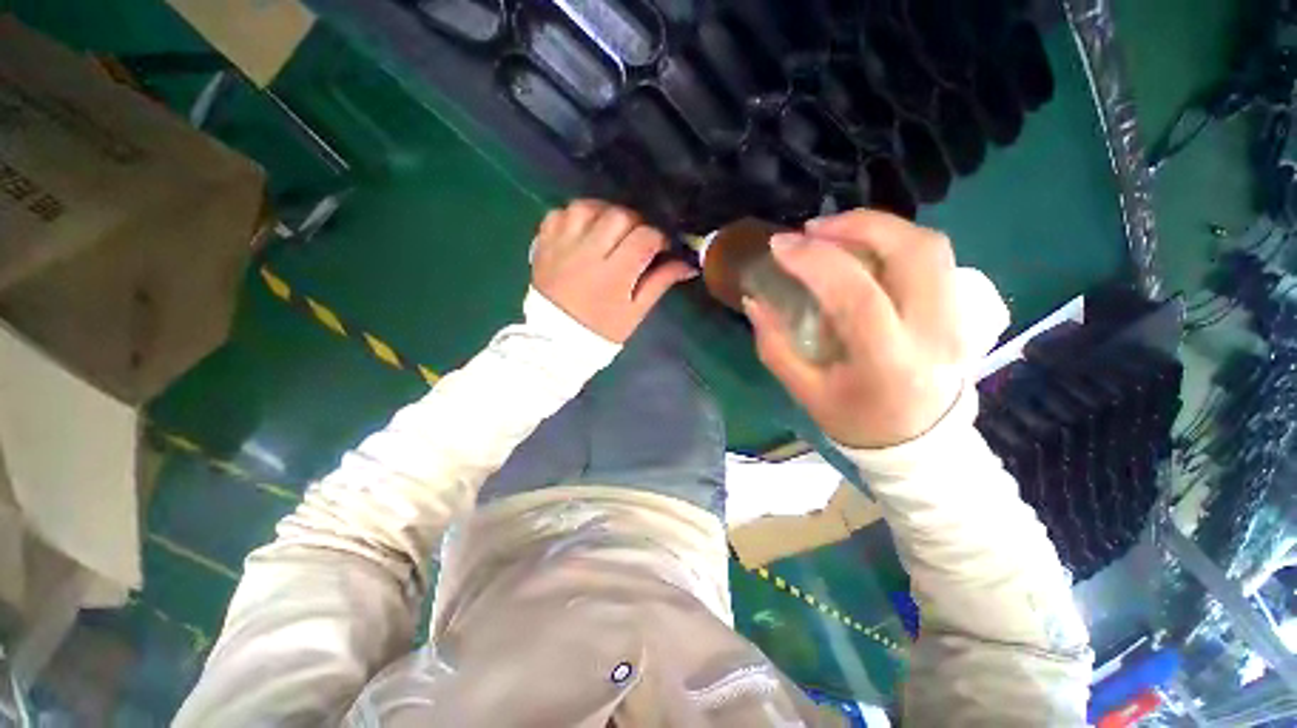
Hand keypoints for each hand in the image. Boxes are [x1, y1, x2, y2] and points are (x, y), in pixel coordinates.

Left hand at [531, 200, 695, 342]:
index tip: (660, 249)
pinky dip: (575, 216)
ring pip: (588, 206)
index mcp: (614, 274)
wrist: (557, 339)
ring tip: (610, 231)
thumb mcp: (635, 312)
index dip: (659, 238)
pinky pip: (560, 213)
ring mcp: (562, 245)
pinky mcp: (544, 243)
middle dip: (635, 223)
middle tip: (635, 240)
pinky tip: (583, 231)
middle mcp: (588, 252)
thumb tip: (688, 264)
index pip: (645, 237)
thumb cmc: (601, 329)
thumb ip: (660, 282)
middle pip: (619, 215)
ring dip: (604, 213)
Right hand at [744, 210, 967, 448]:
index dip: (815, 261)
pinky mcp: (963, 308)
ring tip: (834, 233)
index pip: (856, 294)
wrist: (920, 441)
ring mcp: (958, 316)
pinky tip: (863, 248)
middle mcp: (934, 331)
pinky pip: (932, 256)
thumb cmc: (856, 420)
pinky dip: (894, 240)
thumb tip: (754, 300)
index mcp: (888, 362)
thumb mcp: (805, 391)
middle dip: (856, 225)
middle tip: (811, 230)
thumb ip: (775, 345)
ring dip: (877, 226)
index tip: (780, 246)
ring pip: (929, 244)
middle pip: (912, 251)